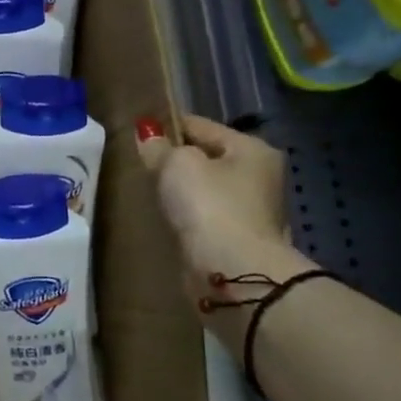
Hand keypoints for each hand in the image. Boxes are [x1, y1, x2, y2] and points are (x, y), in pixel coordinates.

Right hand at [137, 115, 300, 296]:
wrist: (233, 275)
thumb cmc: (210, 206)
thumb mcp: (177, 165)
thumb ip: (160, 147)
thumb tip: (148, 135)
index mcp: (253, 150)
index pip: (202, 126)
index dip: (169, 125)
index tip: (140, 131)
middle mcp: (260, 178)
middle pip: (208, 159)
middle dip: (177, 162)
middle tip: (142, 164)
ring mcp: (253, 214)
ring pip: (206, 192)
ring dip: (183, 193)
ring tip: (149, 192)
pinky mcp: (239, 244)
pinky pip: (205, 220)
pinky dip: (188, 218)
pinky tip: (166, 219)